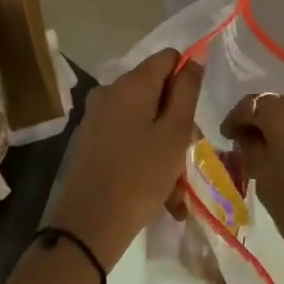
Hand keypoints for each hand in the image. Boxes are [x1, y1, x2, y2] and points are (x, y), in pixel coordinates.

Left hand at [43, 49, 201, 273]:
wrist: (88, 226)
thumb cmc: (140, 176)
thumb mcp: (175, 132)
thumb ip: (187, 90)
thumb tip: (195, 56)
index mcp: (131, 83)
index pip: (168, 57)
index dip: (187, 80)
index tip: (194, 116)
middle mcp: (109, 91)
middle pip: (155, 90)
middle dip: (176, 119)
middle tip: (187, 154)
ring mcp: (96, 116)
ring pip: (143, 118)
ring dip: (163, 144)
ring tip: (175, 186)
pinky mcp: (89, 140)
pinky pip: (127, 137)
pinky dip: (144, 155)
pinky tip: (157, 191)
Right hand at [222, 95, 283, 283]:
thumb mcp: (265, 182)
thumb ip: (251, 152)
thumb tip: (246, 139)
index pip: (249, 105)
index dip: (235, 121)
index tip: (225, 139)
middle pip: (276, 106)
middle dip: (259, 124)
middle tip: (245, 149)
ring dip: (281, 132)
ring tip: (268, 158)